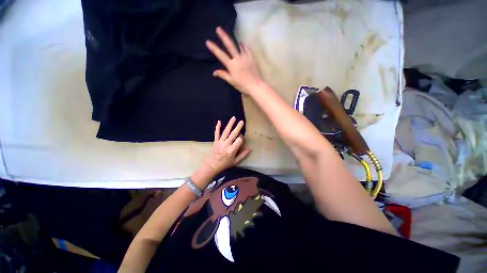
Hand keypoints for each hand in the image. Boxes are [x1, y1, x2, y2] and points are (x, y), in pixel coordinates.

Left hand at [204, 116, 251, 173]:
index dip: (241, 138)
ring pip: (226, 132)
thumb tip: (250, 149)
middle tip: (242, 121)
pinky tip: (219, 121)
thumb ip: (243, 155)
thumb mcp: (236, 161)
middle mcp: (226, 145)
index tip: (242, 138)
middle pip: (233, 134)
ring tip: (234, 118)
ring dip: (230, 124)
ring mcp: (220, 142)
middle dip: (238, 127)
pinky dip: (218, 127)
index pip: (239, 140)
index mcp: (232, 150)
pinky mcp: (216, 141)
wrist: (213, 165)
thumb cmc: (225, 164)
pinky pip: (217, 133)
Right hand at [205, 27, 263, 94]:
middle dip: (223, 36)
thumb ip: (223, 75)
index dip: (214, 48)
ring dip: (235, 41)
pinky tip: (243, 44)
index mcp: (231, 65)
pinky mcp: (252, 57)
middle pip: (230, 45)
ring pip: (239, 45)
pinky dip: (244, 45)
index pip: (221, 55)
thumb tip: (214, 72)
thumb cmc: (242, 85)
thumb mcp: (232, 81)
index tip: (208, 41)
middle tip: (218, 29)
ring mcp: (245, 57)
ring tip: (233, 37)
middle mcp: (238, 59)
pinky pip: (247, 48)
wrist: (255, 86)